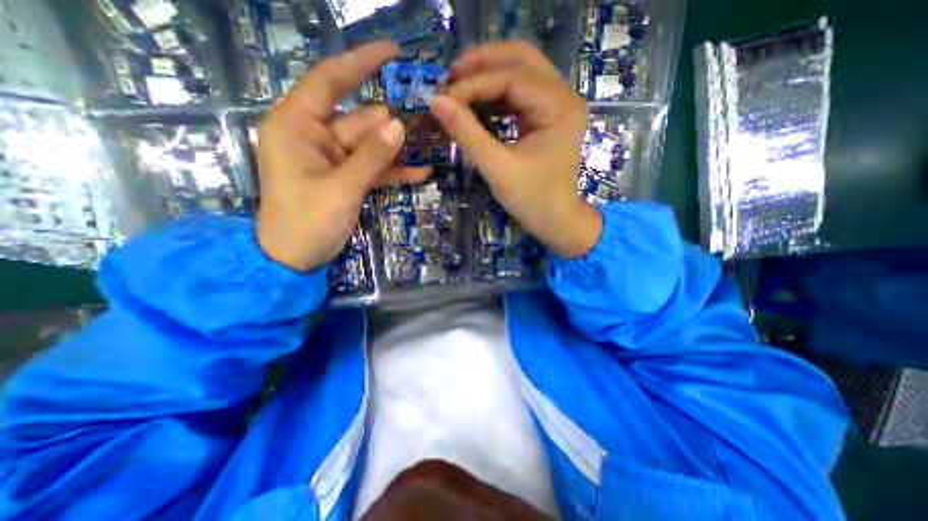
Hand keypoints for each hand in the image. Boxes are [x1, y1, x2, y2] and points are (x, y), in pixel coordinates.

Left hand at [256, 41, 431, 273]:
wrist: (295, 258)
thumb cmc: (306, 222)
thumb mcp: (341, 188)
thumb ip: (370, 157)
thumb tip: (399, 125)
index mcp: (297, 126)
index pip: (329, 81)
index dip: (360, 64)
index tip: (392, 53)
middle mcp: (315, 136)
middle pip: (360, 120)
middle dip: (391, 124)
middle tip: (427, 121)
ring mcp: (333, 159)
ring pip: (371, 146)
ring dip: (397, 150)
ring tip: (429, 148)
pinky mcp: (346, 177)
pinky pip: (372, 168)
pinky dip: (393, 171)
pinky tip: (420, 174)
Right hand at [429, 41, 602, 258]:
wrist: (556, 221)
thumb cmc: (532, 200)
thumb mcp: (498, 168)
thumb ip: (468, 134)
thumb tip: (436, 101)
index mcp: (559, 108)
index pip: (512, 78)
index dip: (474, 84)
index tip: (443, 98)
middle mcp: (563, 97)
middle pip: (521, 59)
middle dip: (483, 63)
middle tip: (450, 76)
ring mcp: (557, 105)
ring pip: (521, 72)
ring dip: (488, 75)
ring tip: (457, 87)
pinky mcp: (547, 117)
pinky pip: (519, 93)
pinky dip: (495, 94)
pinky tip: (475, 103)